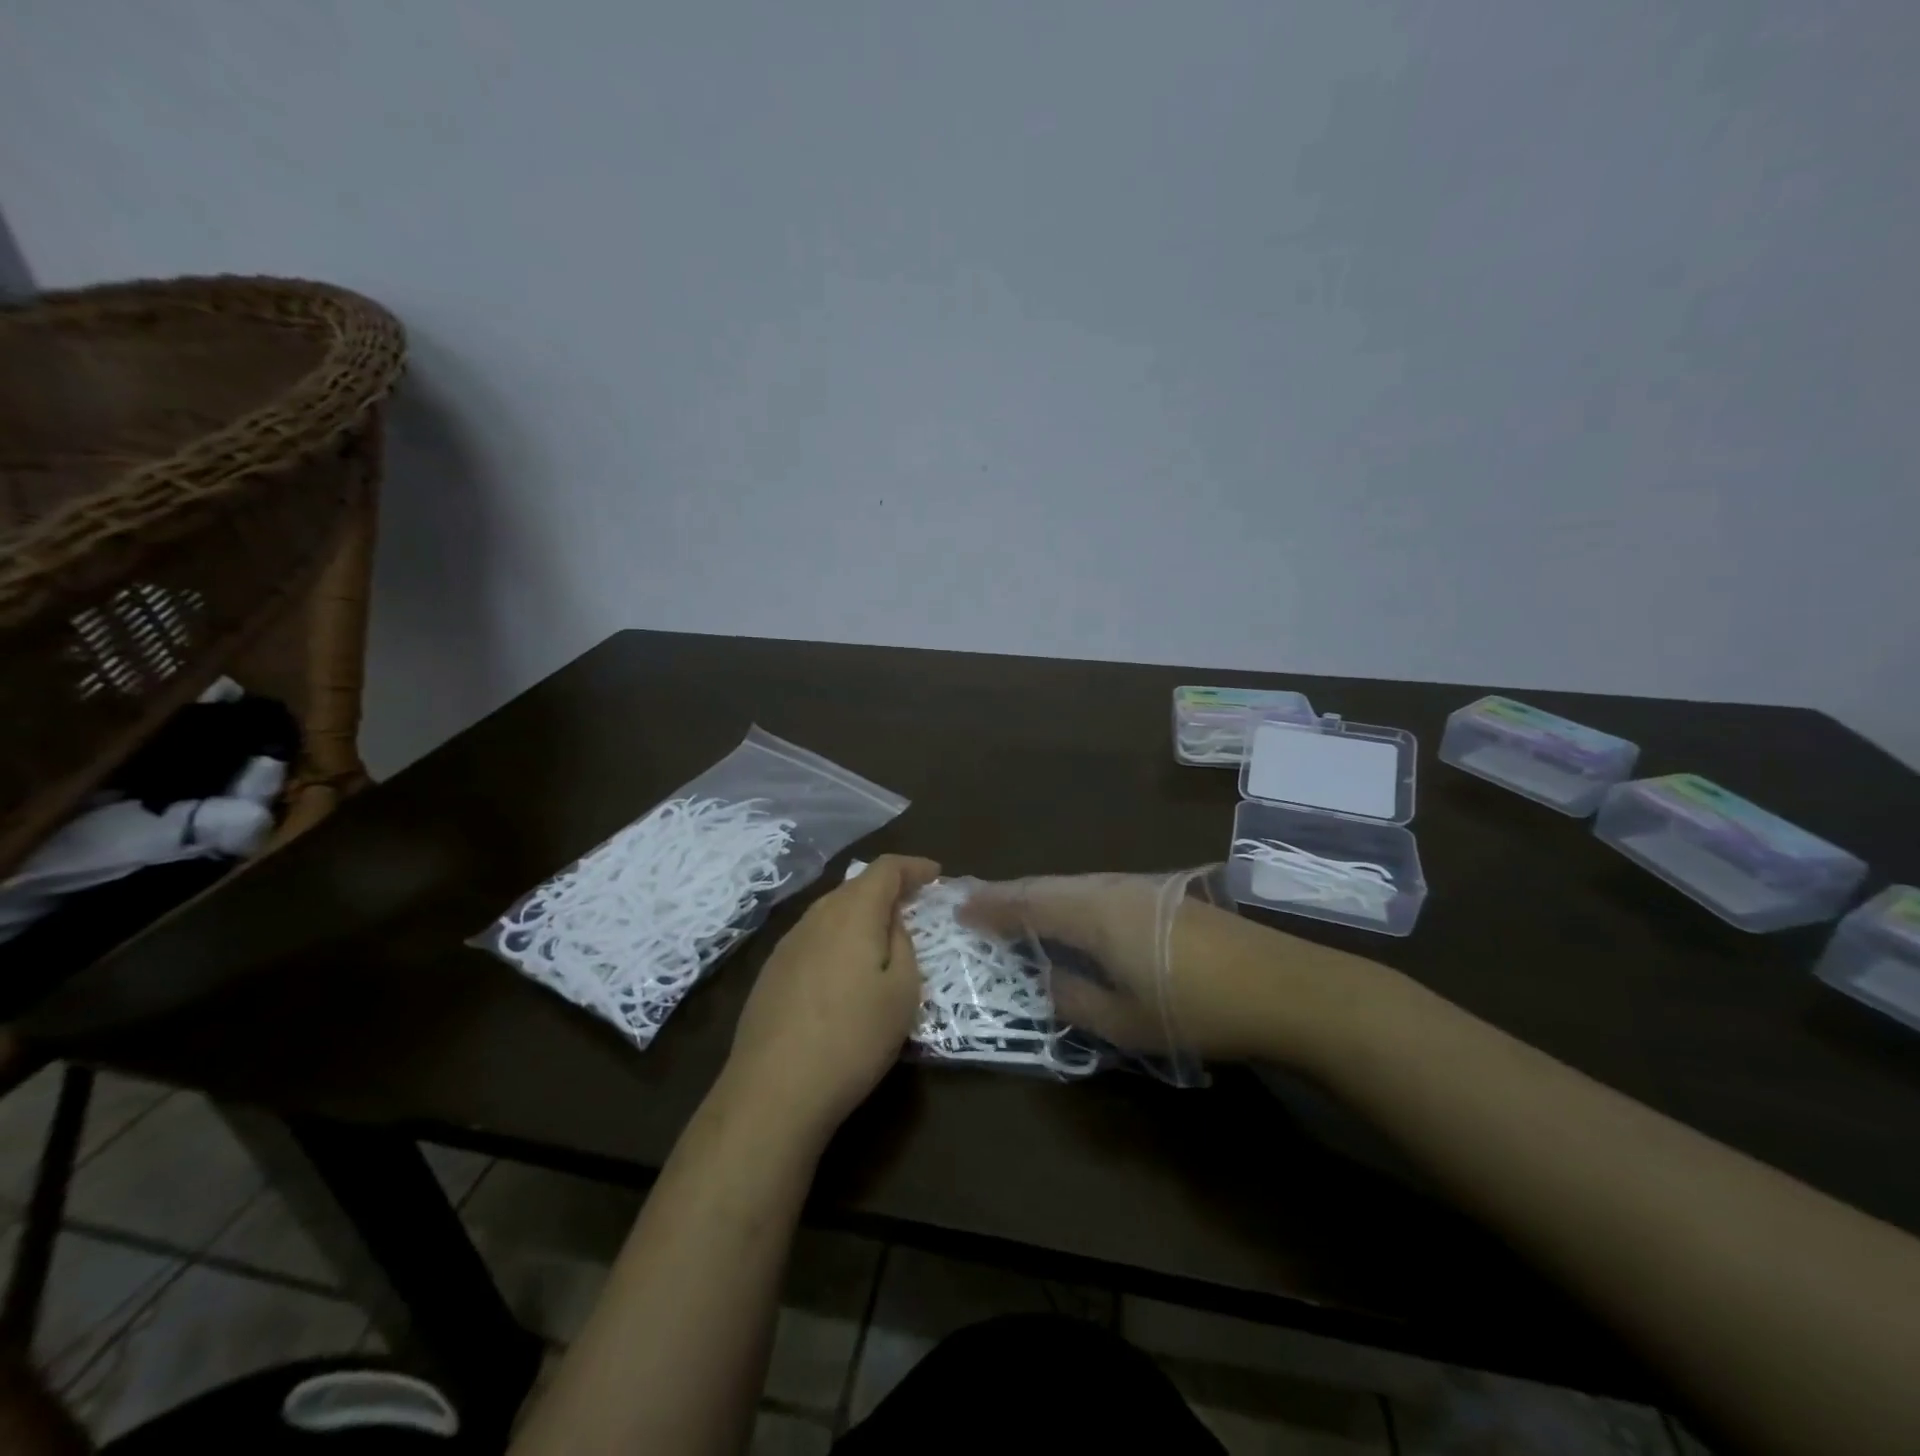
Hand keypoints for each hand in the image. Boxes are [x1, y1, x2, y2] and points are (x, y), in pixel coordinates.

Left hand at [724, 854, 939, 1141]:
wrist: (773, 1091)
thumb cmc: (853, 1038)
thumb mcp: (901, 993)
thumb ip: (903, 945)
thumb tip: (891, 923)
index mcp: (852, 913)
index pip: (885, 869)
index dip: (913, 866)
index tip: (936, 874)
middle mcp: (816, 916)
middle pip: (855, 886)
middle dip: (887, 889)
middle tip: (914, 905)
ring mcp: (787, 944)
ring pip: (831, 912)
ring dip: (860, 914)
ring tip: (881, 937)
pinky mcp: (770, 972)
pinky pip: (813, 938)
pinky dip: (837, 939)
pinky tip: (843, 970)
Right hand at [961, 870, 1294, 1061]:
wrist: (1285, 986)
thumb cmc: (1196, 1009)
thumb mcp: (1124, 1021)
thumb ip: (1073, 998)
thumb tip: (1046, 979)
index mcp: (1093, 913)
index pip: (1027, 902)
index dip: (991, 906)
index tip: (960, 909)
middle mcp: (1111, 888)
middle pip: (1049, 886)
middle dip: (1012, 897)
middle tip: (981, 908)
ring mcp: (1141, 888)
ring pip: (1075, 886)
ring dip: (1043, 897)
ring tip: (1020, 913)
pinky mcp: (1165, 897)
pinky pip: (1099, 892)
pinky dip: (1072, 902)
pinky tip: (1075, 920)